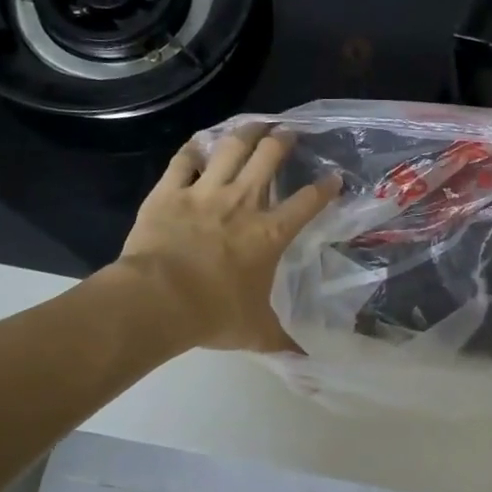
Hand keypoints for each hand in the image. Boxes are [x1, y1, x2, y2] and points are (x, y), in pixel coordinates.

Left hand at [107, 126, 338, 351]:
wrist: (157, 300)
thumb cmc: (213, 314)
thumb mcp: (256, 332)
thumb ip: (283, 343)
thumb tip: (308, 367)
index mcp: (270, 233)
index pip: (308, 201)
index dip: (325, 187)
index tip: (334, 177)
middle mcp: (243, 203)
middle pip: (269, 158)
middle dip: (283, 141)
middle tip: (288, 132)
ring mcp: (204, 193)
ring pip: (230, 148)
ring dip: (245, 133)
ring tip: (255, 124)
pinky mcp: (169, 192)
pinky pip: (183, 161)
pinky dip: (193, 150)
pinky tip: (199, 145)